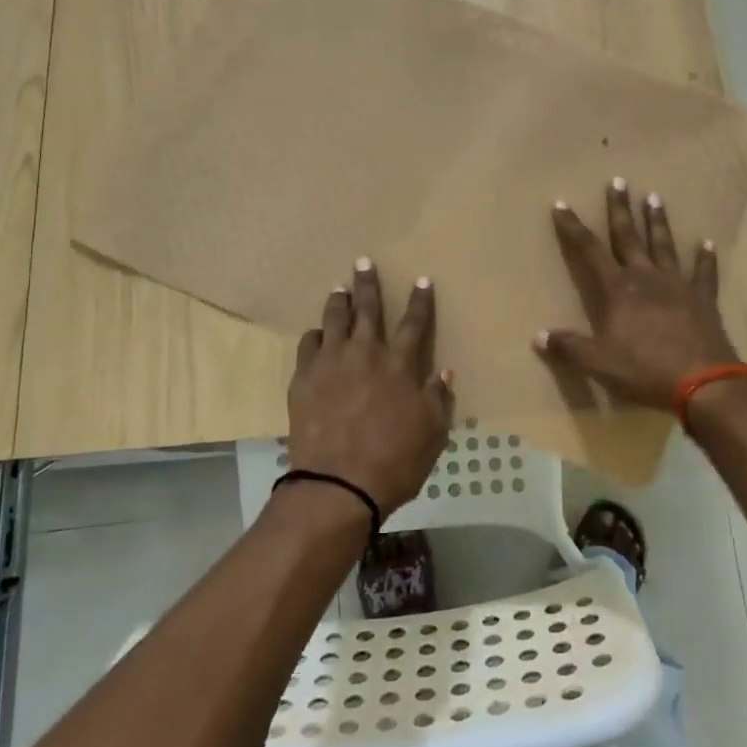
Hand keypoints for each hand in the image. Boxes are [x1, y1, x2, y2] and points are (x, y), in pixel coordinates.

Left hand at [287, 259, 454, 517]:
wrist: (338, 484)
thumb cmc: (394, 461)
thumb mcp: (432, 434)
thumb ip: (438, 398)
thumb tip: (443, 371)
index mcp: (401, 365)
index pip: (415, 323)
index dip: (420, 300)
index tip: (422, 280)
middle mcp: (366, 353)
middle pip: (368, 309)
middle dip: (368, 283)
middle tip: (363, 262)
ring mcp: (332, 362)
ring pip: (334, 319)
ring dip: (338, 301)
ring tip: (338, 288)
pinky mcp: (304, 377)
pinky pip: (308, 344)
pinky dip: (315, 335)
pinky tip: (316, 334)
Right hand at [534, 178, 739, 411]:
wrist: (704, 381)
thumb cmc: (645, 369)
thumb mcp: (599, 362)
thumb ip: (569, 347)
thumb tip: (538, 337)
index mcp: (618, 289)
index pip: (589, 250)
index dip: (573, 227)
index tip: (562, 204)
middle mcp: (646, 277)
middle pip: (629, 236)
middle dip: (620, 209)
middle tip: (619, 181)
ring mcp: (678, 285)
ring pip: (664, 245)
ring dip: (658, 221)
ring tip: (654, 197)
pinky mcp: (703, 299)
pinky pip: (704, 272)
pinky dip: (705, 257)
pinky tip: (707, 243)